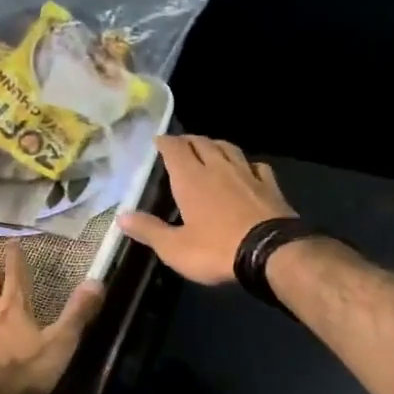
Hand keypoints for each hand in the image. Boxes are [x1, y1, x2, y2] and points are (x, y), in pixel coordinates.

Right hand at [118, 135, 296, 285]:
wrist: (272, 253)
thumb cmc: (217, 249)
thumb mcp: (175, 248)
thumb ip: (149, 230)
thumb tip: (121, 216)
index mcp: (191, 179)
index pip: (175, 149)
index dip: (165, 142)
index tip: (158, 140)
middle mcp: (218, 168)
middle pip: (202, 143)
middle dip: (189, 140)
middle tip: (181, 144)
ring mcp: (247, 174)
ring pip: (229, 148)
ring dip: (216, 145)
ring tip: (210, 148)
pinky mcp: (270, 186)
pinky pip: (256, 165)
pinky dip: (247, 163)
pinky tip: (247, 169)